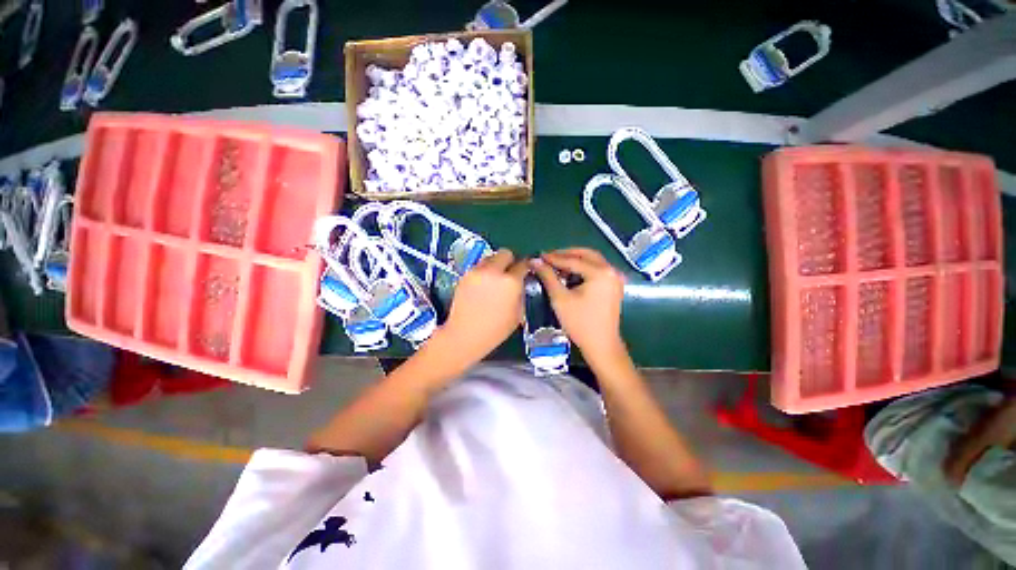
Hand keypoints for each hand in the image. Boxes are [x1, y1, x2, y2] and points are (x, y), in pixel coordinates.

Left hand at [439, 249, 528, 366]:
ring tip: (494, 279)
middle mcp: (494, 271)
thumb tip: (520, 283)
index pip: (523, 264)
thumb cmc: (495, 330)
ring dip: (495, 265)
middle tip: (509, 273)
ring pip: (490, 257)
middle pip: (505, 253)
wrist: (465, 334)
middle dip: (510, 260)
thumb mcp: (518, 314)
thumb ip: (521, 293)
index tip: (525, 271)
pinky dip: (484, 272)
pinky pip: (479, 266)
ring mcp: (477, 271)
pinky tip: (483, 286)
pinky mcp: (465, 274)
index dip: (526, 267)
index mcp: (511, 281)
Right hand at [529, 248, 625, 355]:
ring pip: (592, 261)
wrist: (601, 345)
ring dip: (575, 260)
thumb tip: (535, 261)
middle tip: (549, 258)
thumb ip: (548, 276)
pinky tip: (570, 273)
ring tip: (557, 264)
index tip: (539, 256)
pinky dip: (583, 268)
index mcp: (601, 272)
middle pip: (586, 254)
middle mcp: (611, 271)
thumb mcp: (560, 298)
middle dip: (566, 254)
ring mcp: (615, 278)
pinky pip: (597, 269)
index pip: (573, 260)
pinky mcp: (614, 286)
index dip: (554, 258)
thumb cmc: (580, 323)